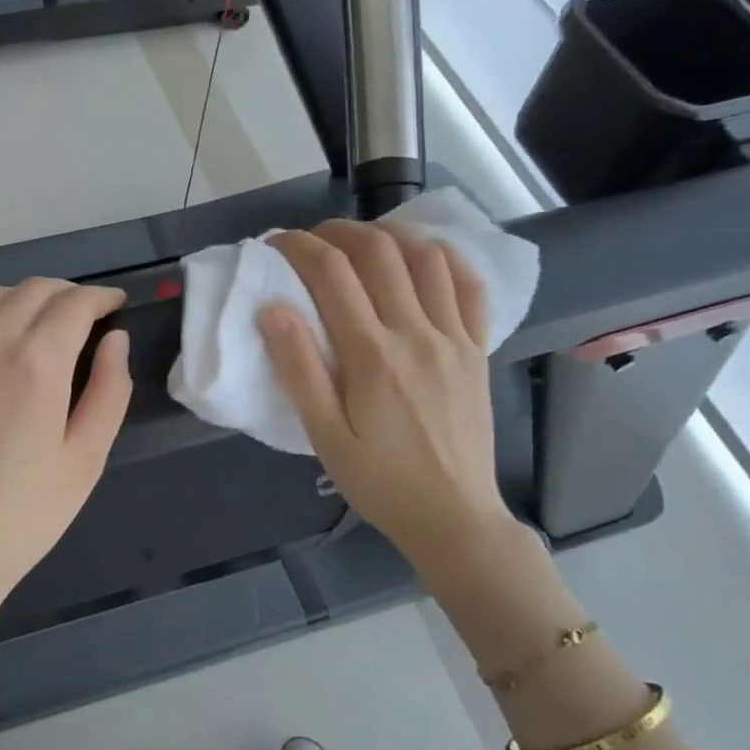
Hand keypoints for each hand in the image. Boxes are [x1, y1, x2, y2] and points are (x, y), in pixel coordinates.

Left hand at [0, 278, 132, 617]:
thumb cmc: (21, 518)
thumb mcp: (85, 461)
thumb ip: (110, 391)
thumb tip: (115, 340)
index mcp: (38, 363)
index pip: (75, 303)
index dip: (102, 297)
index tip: (116, 306)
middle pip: (35, 289)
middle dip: (69, 294)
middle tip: (88, 318)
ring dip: (26, 299)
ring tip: (43, 326)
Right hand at [260, 220, 517, 587]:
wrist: (453, 517)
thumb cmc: (380, 482)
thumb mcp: (325, 436)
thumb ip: (299, 370)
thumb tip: (272, 308)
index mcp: (372, 355)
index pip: (331, 274)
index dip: (298, 247)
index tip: (275, 243)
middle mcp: (416, 333)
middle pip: (378, 252)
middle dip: (338, 232)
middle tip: (312, 240)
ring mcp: (454, 337)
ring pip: (426, 257)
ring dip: (390, 235)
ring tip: (362, 242)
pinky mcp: (478, 349)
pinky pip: (470, 286)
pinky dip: (445, 258)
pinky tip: (423, 257)